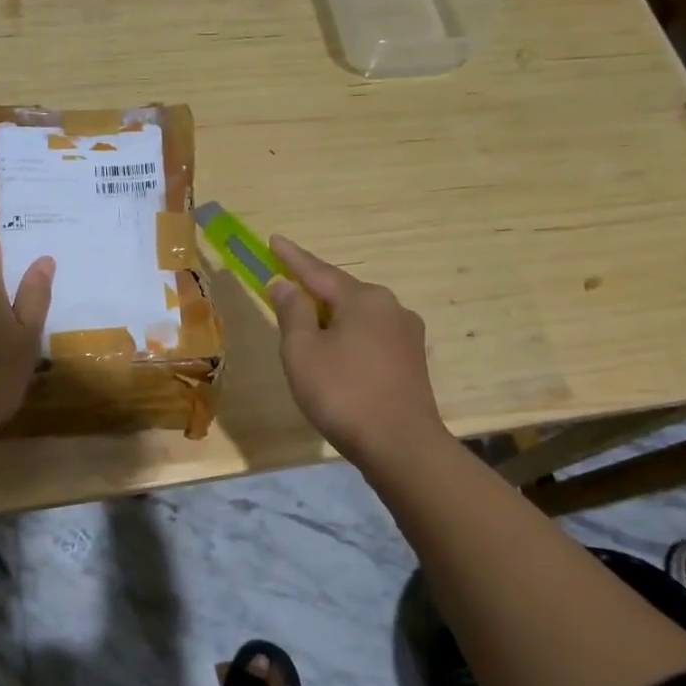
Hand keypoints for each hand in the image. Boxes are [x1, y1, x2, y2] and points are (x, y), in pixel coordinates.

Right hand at [267, 236, 444, 466]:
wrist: (401, 445)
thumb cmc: (343, 394)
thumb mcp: (303, 351)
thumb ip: (292, 312)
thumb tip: (285, 284)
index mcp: (363, 298)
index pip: (318, 271)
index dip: (292, 257)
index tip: (274, 240)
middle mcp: (390, 307)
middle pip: (341, 291)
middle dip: (312, 290)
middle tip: (285, 289)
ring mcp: (406, 333)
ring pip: (358, 315)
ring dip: (331, 317)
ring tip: (307, 327)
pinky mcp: (411, 360)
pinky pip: (371, 335)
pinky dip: (348, 336)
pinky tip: (336, 354)